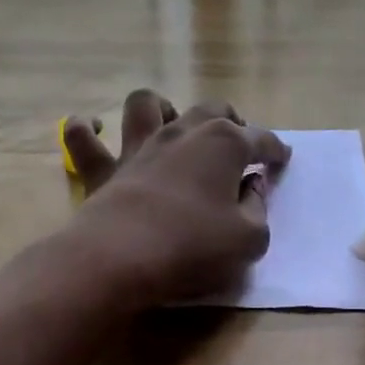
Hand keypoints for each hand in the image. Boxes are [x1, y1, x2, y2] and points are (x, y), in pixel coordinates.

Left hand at [61, 91, 289, 305]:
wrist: (120, 260)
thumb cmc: (193, 248)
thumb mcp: (248, 239)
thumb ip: (257, 210)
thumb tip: (253, 188)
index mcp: (224, 145)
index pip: (260, 139)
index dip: (275, 150)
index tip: (282, 160)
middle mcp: (182, 133)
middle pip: (211, 110)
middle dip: (231, 120)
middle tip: (238, 140)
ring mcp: (138, 147)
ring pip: (147, 104)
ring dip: (162, 107)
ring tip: (171, 123)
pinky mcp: (102, 169)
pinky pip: (82, 137)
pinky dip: (86, 128)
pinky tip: (95, 127)